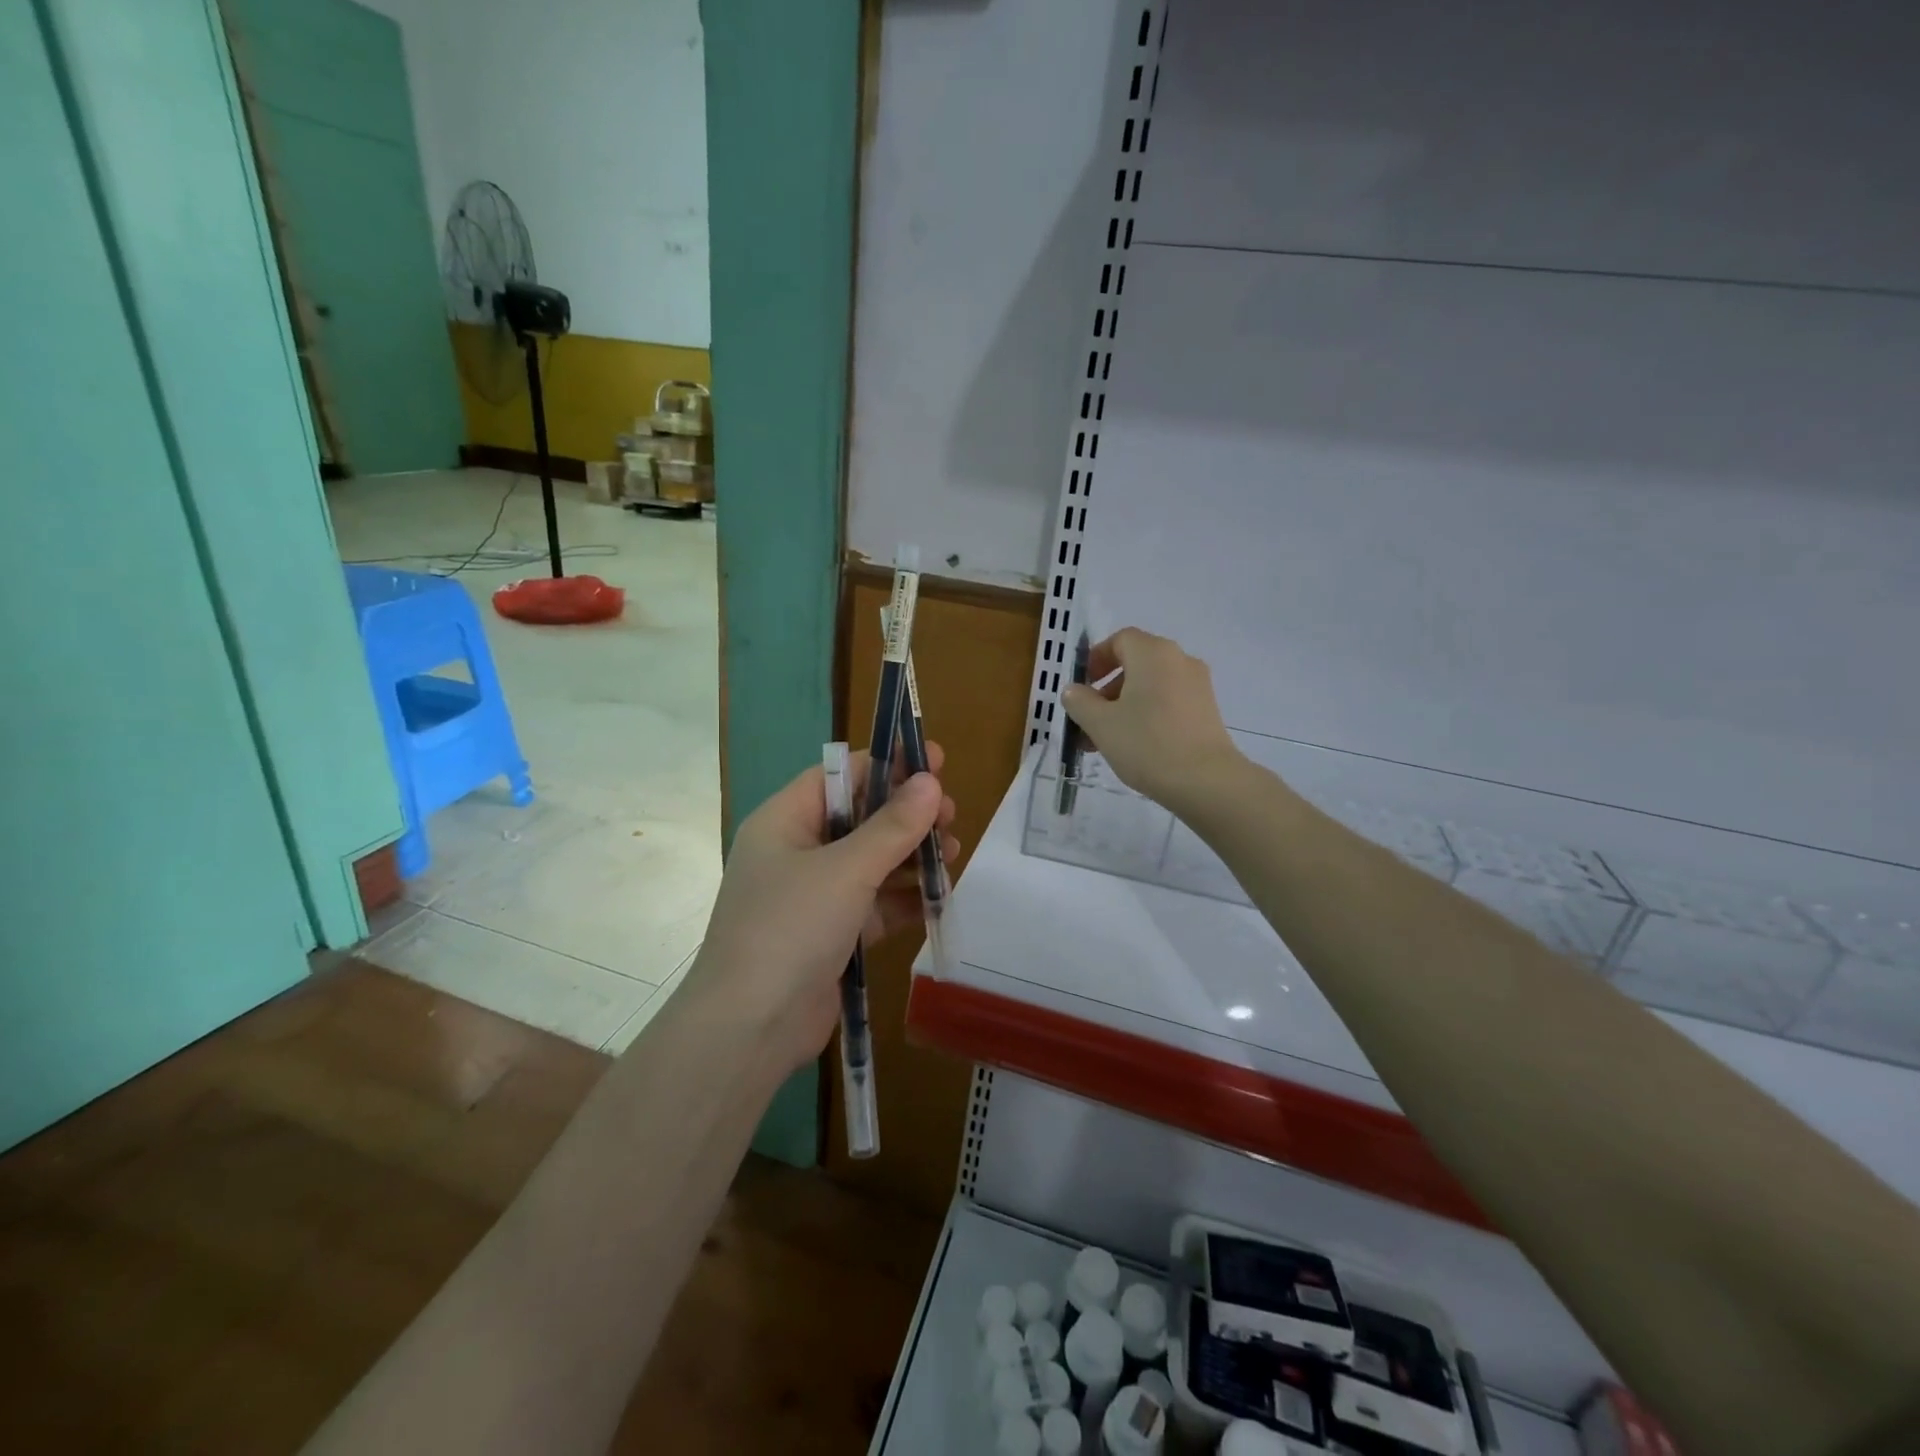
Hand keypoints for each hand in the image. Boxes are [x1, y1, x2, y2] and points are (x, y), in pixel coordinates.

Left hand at [688, 747, 958, 1076]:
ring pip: (873, 861)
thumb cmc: (790, 929)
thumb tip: (930, 782)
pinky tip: (939, 895)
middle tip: (951, 815)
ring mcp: (815, 895)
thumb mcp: (846, 870)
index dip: (888, 764)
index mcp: (785, 821)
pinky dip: (905, 897)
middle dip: (907, 814)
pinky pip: (876, 903)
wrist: (750, 1029)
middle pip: (861, 817)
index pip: (841, 776)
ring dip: (912, 855)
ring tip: (953, 854)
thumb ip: (893, 826)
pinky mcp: (833, 934)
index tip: (935, 760)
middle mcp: (798, 852)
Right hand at [1061, 628, 1243, 814]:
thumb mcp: (1100, 724)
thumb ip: (1080, 701)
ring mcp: (1198, 686)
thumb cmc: (1147, 744)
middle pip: (1136, 664)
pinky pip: (1169, 702)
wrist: (1206, 782)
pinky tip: (1134, 746)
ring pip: (1151, 686)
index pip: (1120, 639)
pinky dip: (1147, 715)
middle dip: (1107, 689)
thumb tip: (1074, 690)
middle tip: (1088, 718)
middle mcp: (1179, 660)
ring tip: (1105, 740)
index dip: (1097, 658)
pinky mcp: (1207, 711)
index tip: (1081, 685)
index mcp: (1153, 653)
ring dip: (1124, 706)